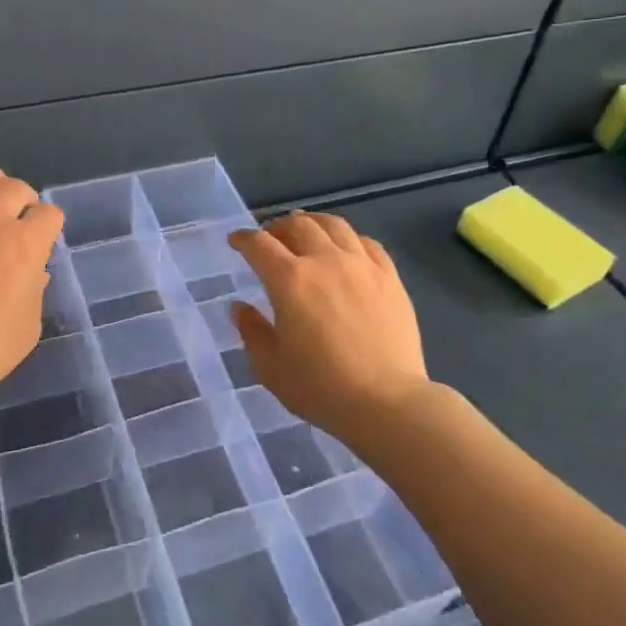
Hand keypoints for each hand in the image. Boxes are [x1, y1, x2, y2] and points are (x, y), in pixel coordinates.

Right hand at [229, 212, 429, 443]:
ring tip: (306, 230)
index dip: (243, 239)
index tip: (236, 241)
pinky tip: (346, 248)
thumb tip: (240, 307)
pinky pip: (367, 243)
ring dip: (313, 223)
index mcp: (290, 280)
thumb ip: (251, 331)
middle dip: (277, 227)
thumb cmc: (320, 387)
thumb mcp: (270, 367)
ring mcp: (362, 266)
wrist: (386, 402)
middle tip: (270, 238)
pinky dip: (349, 239)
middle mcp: (325, 261)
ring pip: (334, 226)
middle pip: (297, 225)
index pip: (259, 245)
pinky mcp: (390, 277)